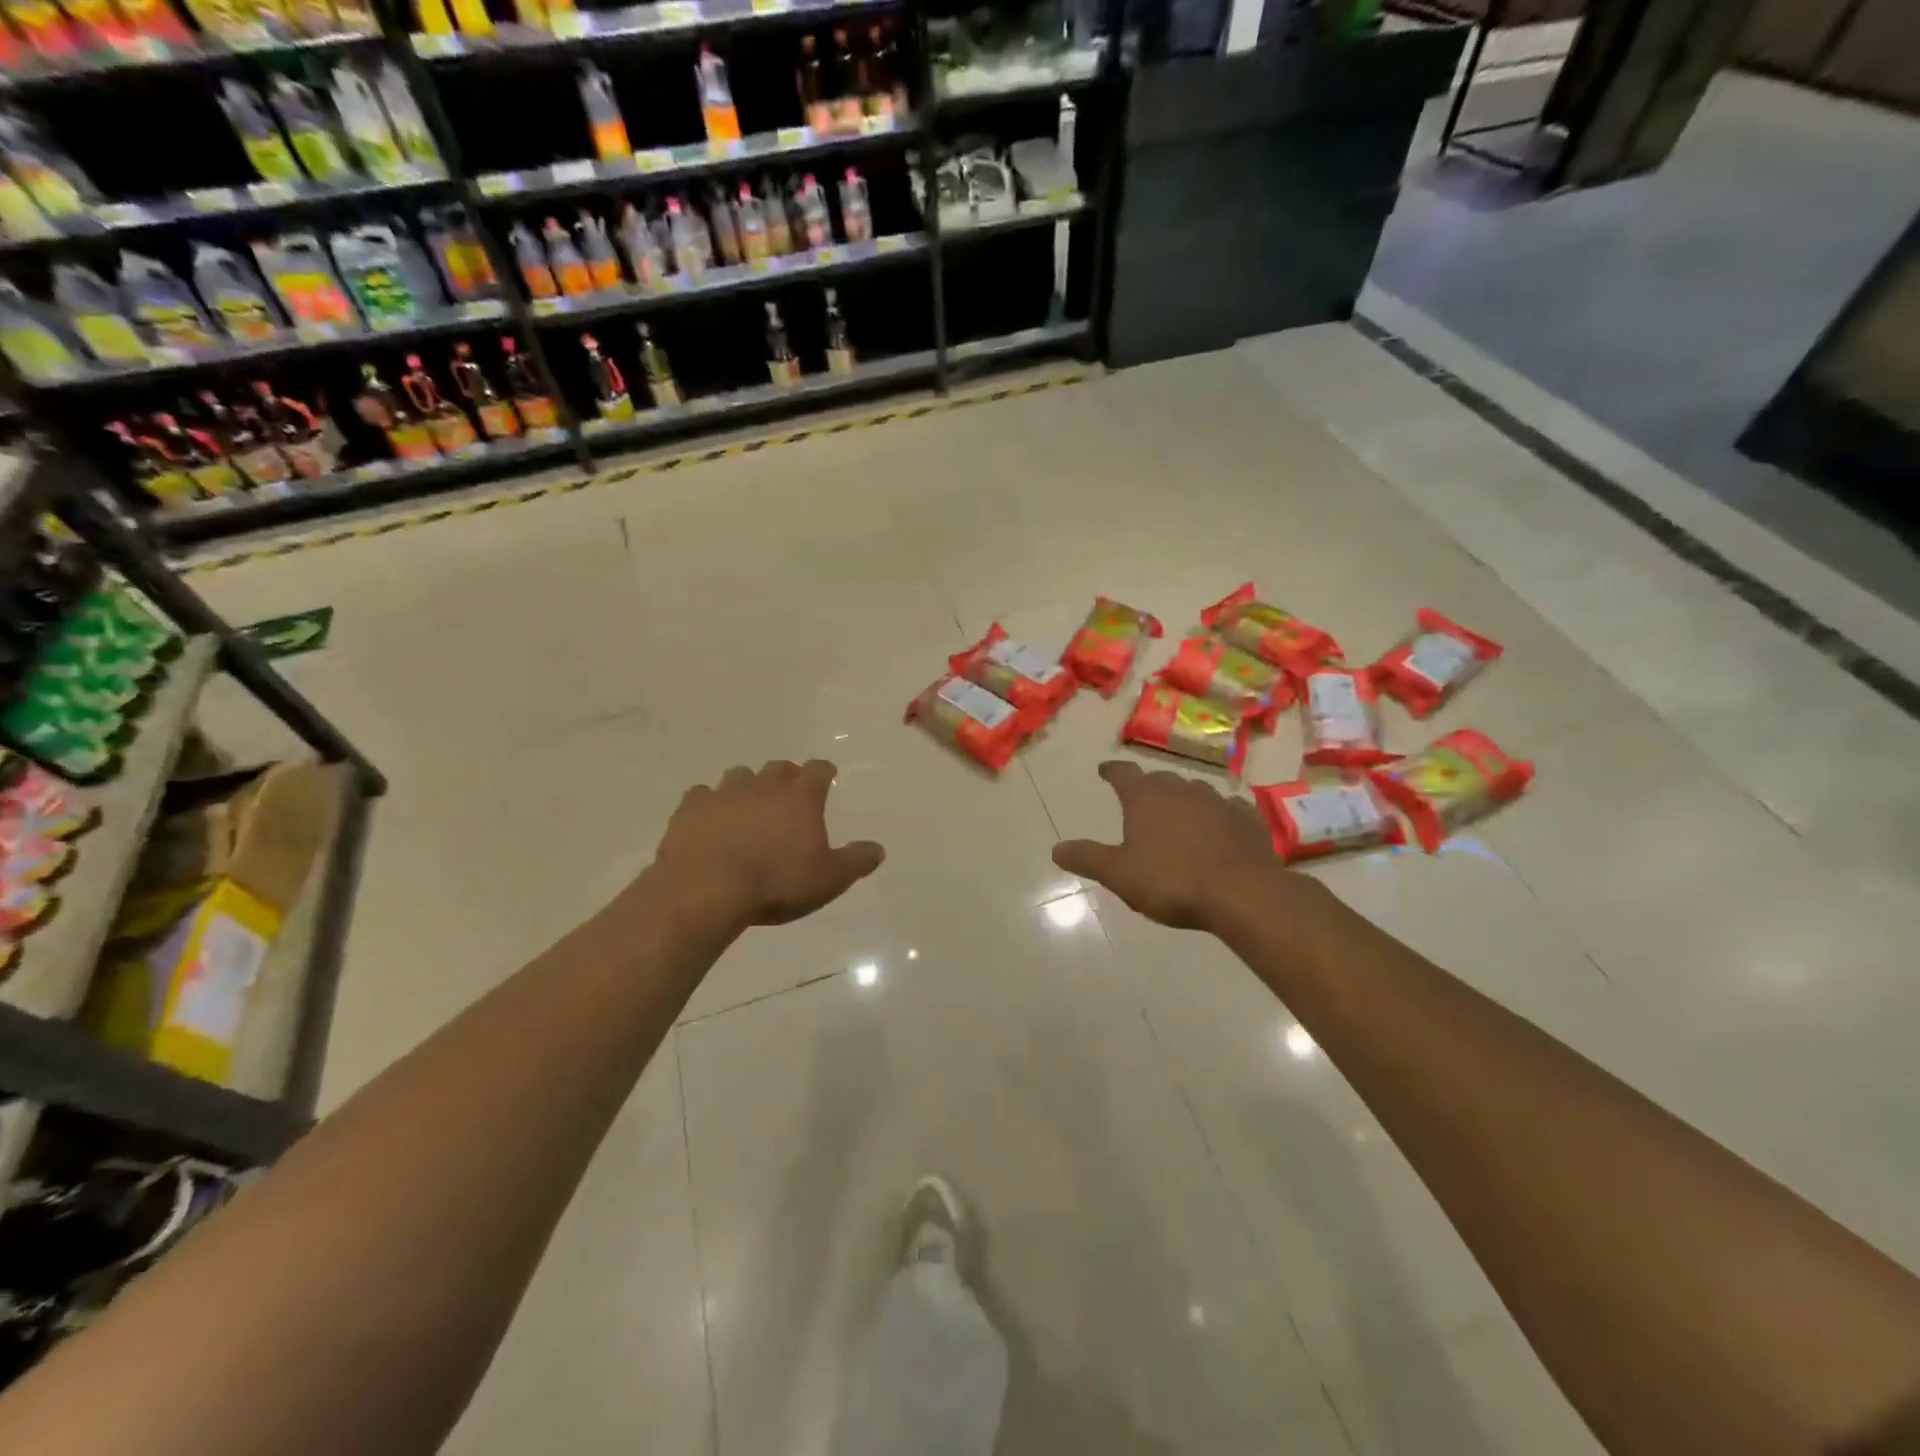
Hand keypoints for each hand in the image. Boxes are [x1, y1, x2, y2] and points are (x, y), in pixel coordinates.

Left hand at [653, 760, 883, 928]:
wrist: (707, 889)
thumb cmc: (777, 883)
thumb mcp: (829, 879)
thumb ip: (856, 861)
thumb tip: (879, 849)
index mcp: (801, 797)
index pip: (819, 770)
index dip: (824, 772)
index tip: (827, 777)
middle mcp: (764, 785)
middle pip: (779, 768)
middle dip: (787, 777)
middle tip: (789, 796)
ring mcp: (725, 792)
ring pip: (740, 776)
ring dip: (747, 787)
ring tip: (748, 809)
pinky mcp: (691, 807)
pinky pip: (702, 795)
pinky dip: (709, 804)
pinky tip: (710, 821)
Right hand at [1053, 761, 1276, 929]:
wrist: (1242, 893)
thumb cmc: (1172, 881)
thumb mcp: (1120, 875)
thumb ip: (1088, 858)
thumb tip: (1056, 849)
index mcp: (1146, 798)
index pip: (1123, 773)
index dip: (1112, 771)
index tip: (1105, 770)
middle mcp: (1181, 790)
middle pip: (1159, 780)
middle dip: (1148, 787)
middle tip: (1141, 798)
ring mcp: (1217, 801)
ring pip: (1194, 791)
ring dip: (1183, 799)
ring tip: (1177, 814)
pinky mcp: (1247, 818)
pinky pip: (1227, 808)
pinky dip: (1218, 814)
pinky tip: (1219, 826)